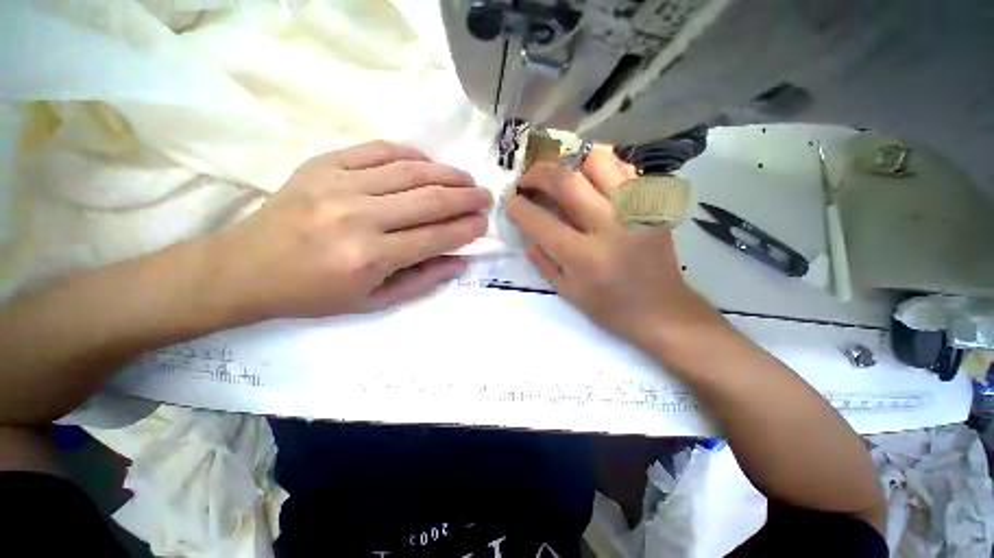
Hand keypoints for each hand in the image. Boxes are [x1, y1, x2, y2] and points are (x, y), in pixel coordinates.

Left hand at [209, 141, 491, 320]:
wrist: (247, 268)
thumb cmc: (315, 294)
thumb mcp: (374, 302)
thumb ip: (423, 280)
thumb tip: (460, 260)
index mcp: (370, 257)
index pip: (436, 236)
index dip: (466, 228)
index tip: (484, 223)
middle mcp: (358, 217)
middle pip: (430, 199)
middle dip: (466, 197)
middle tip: (485, 197)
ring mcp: (338, 184)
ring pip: (410, 171)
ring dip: (447, 174)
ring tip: (466, 179)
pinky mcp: (322, 164)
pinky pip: (378, 150)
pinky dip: (410, 154)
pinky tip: (428, 163)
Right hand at [506, 146, 721, 350]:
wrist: (661, 309)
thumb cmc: (609, 307)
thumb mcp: (567, 292)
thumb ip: (542, 260)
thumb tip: (528, 233)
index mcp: (583, 256)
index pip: (540, 221)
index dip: (518, 208)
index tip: (511, 203)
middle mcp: (609, 225)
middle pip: (566, 180)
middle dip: (537, 174)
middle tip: (527, 180)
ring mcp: (635, 209)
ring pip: (598, 161)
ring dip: (569, 161)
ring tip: (558, 174)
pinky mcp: (652, 203)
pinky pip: (624, 167)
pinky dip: (601, 165)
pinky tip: (589, 177)